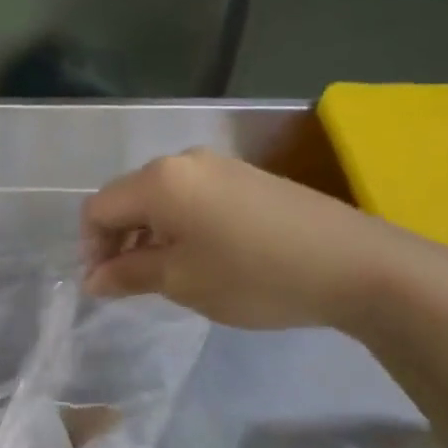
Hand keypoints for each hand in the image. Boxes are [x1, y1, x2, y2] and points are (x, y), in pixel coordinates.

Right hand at [81, 149, 407, 330]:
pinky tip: (203, 256)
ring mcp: (220, 166)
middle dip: (119, 240)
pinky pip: (192, 197)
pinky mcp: (248, 177)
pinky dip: (180, 225)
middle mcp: (184, 161)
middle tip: (131, 283)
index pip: (99, 209)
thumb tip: (93, 279)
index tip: (105, 286)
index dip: (91, 248)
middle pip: (128, 198)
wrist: (357, 265)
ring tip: (167, 274)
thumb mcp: (181, 281)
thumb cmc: (253, 275)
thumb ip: (128, 274)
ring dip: (150, 234)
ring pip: (161, 198)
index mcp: (159, 181)